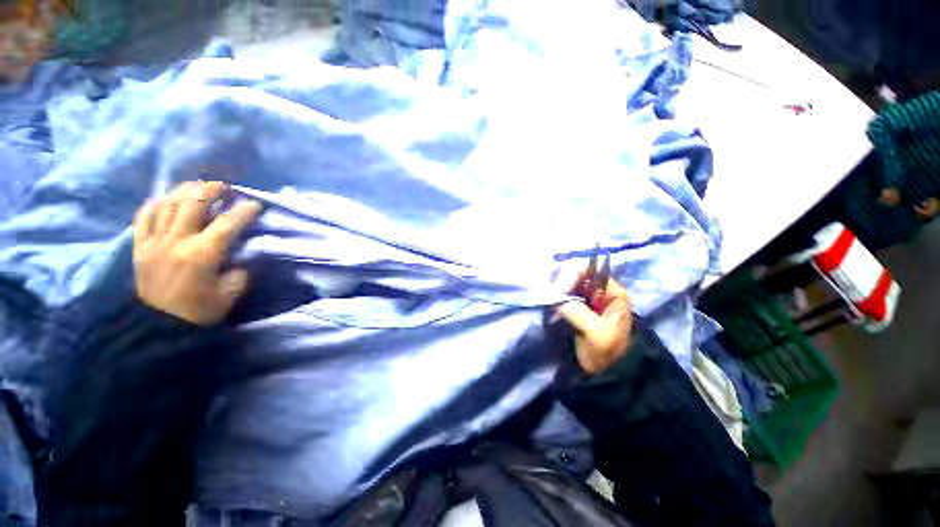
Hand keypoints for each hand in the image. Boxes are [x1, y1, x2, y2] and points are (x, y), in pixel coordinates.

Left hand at [132, 181, 261, 325]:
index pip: (228, 223)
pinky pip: (144, 216)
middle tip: (225, 187)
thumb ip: (239, 271)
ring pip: (168, 203)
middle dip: (212, 190)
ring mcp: (154, 241)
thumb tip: (240, 257)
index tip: (256, 204)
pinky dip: (157, 203)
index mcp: (202, 254)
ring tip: (198, 187)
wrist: (157, 327)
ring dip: (186, 191)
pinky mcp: (139, 246)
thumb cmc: (198, 312)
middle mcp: (177, 240)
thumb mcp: (229, 294)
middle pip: (193, 203)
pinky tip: (166, 200)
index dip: (244, 211)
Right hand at [556, 270, 632, 374]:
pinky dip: (555, 298)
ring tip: (550, 302)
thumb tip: (559, 302)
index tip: (560, 290)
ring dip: (557, 291)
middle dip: (562, 283)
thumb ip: (580, 314)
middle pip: (576, 275)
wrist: (604, 372)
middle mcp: (599, 291)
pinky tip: (550, 305)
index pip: (590, 271)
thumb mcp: (598, 334)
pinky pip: (563, 295)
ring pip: (567, 284)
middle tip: (552, 297)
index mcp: (612, 292)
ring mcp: (587, 299)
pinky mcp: (576, 307)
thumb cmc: (607, 352)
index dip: (573, 275)